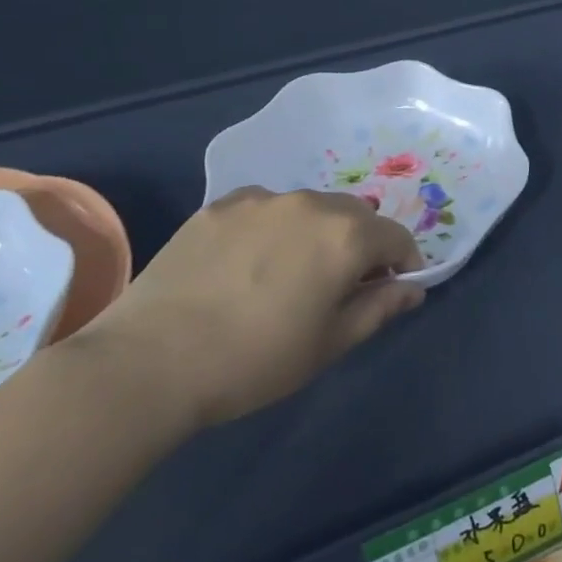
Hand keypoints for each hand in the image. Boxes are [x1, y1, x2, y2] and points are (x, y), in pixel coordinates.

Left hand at [75, 188, 424, 430]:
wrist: (149, 362)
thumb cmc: (254, 361)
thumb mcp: (329, 344)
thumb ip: (379, 308)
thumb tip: (413, 288)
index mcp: (347, 235)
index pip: (397, 237)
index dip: (404, 263)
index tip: (392, 290)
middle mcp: (311, 203)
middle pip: (357, 215)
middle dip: (362, 244)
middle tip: (340, 285)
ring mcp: (262, 199)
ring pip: (310, 208)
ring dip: (317, 232)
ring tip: (289, 273)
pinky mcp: (220, 205)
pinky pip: (265, 208)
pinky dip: (272, 228)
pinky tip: (247, 263)